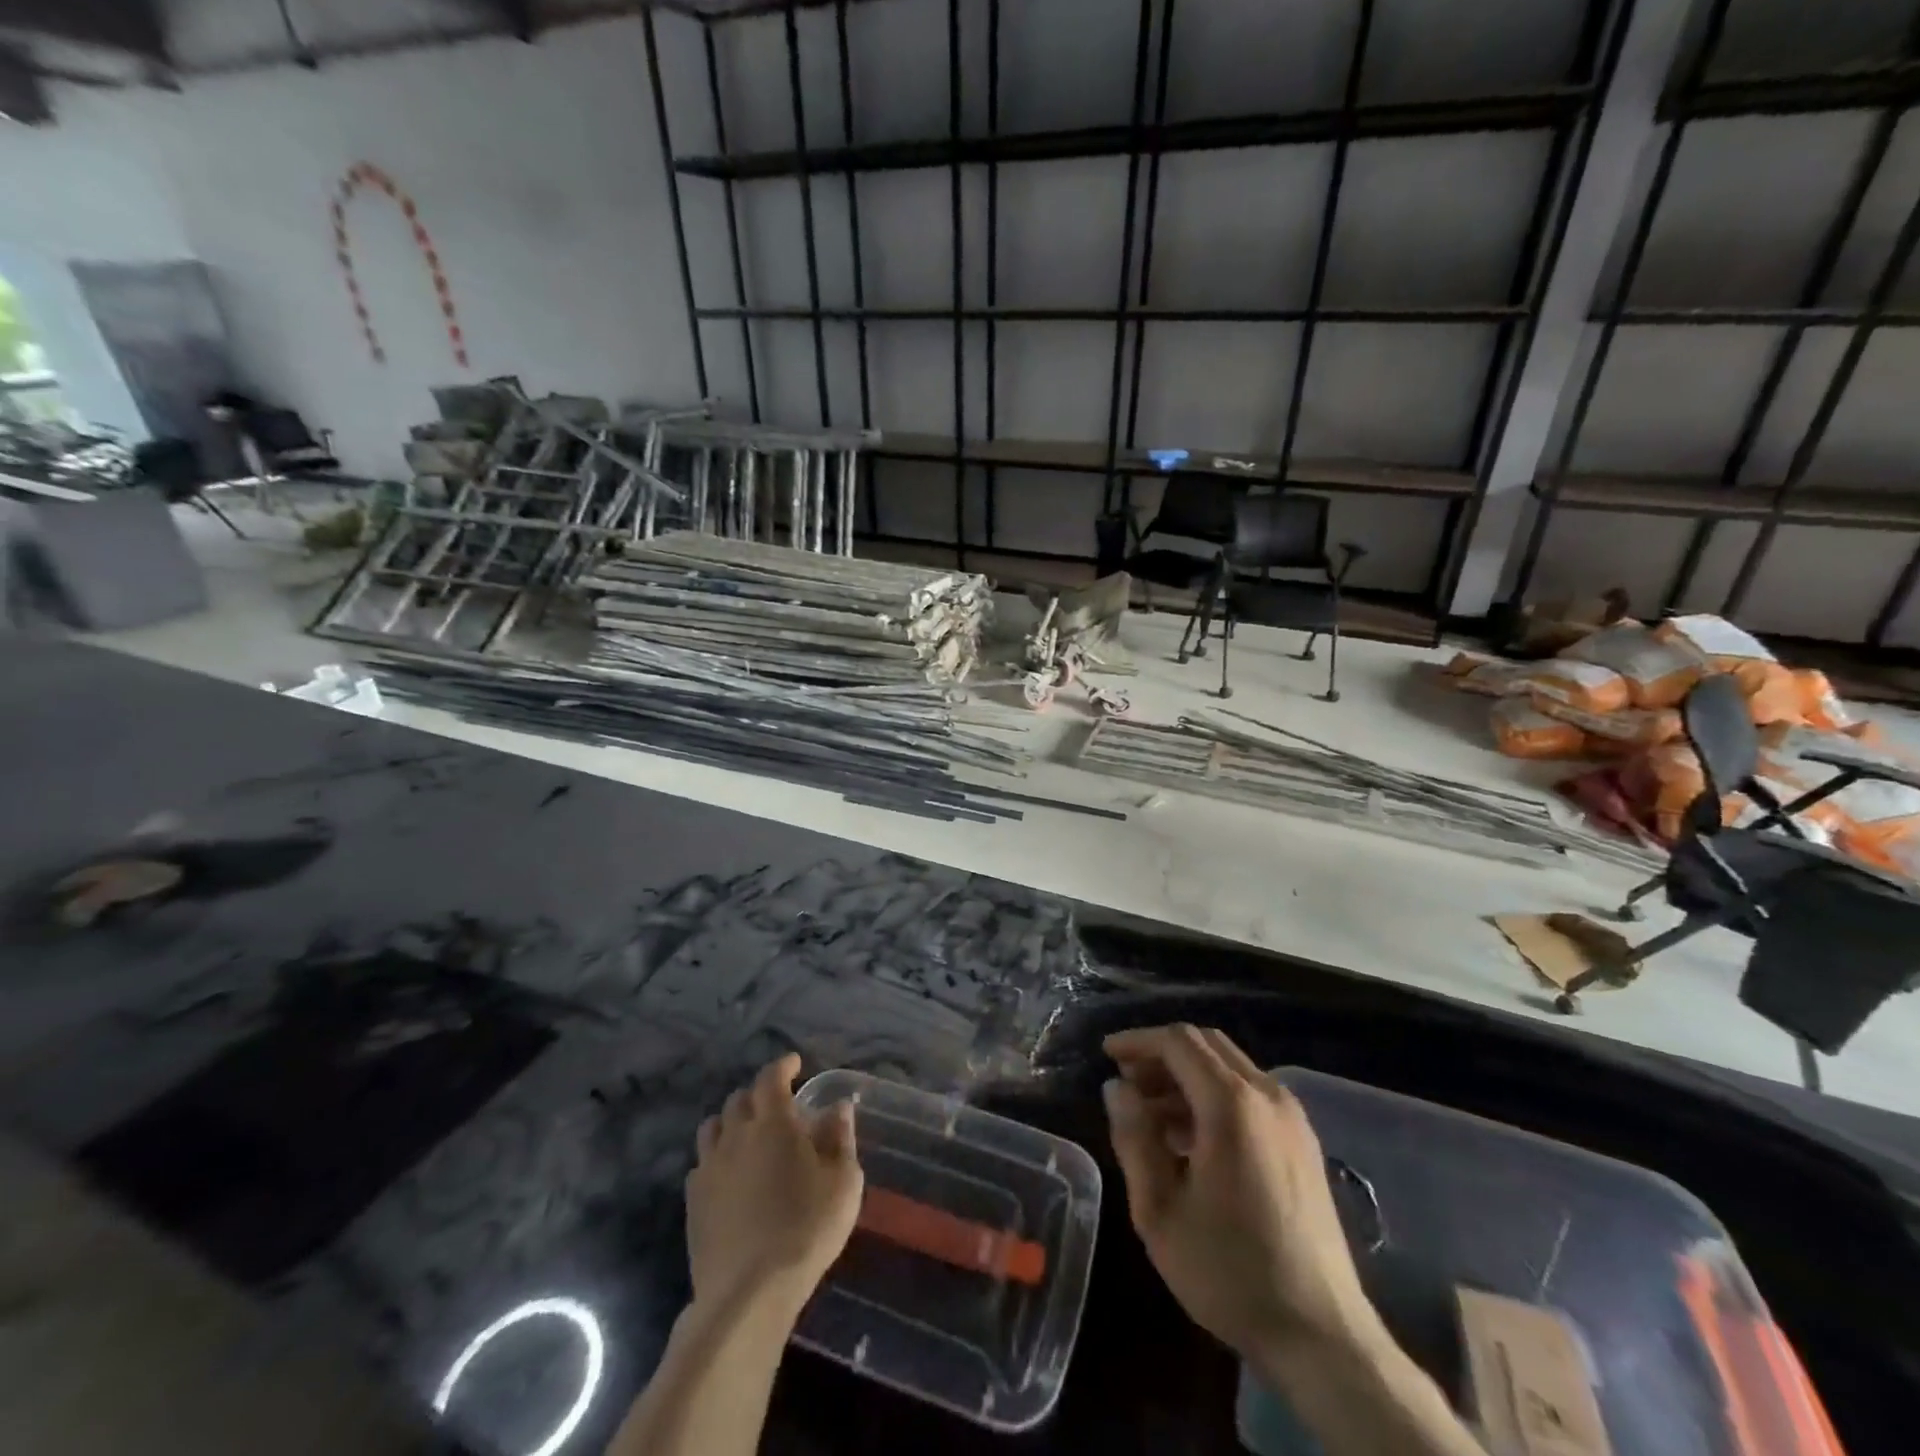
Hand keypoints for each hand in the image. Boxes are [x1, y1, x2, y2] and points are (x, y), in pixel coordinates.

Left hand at [686, 1054, 862, 1323]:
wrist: (749, 1293)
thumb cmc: (807, 1228)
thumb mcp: (843, 1181)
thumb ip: (840, 1138)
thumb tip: (838, 1107)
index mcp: (772, 1123)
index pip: (771, 1078)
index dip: (782, 1066)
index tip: (794, 1063)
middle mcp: (735, 1135)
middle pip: (739, 1099)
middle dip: (758, 1094)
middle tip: (776, 1104)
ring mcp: (709, 1169)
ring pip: (713, 1128)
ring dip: (731, 1122)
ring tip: (747, 1135)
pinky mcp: (693, 1203)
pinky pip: (701, 1165)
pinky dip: (716, 1158)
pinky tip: (729, 1176)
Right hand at [1103, 1025, 1376, 1363]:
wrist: (1322, 1337)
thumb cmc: (1229, 1272)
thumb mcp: (1159, 1210)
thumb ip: (1133, 1138)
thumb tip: (1116, 1087)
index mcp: (1232, 1104)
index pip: (1178, 1041)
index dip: (1138, 1041)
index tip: (1106, 1055)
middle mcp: (1267, 1095)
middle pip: (1207, 1044)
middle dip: (1162, 1054)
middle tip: (1127, 1083)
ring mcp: (1292, 1117)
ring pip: (1230, 1067)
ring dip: (1187, 1075)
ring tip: (1151, 1114)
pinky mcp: (1304, 1142)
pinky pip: (1250, 1093)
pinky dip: (1214, 1095)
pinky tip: (1191, 1137)